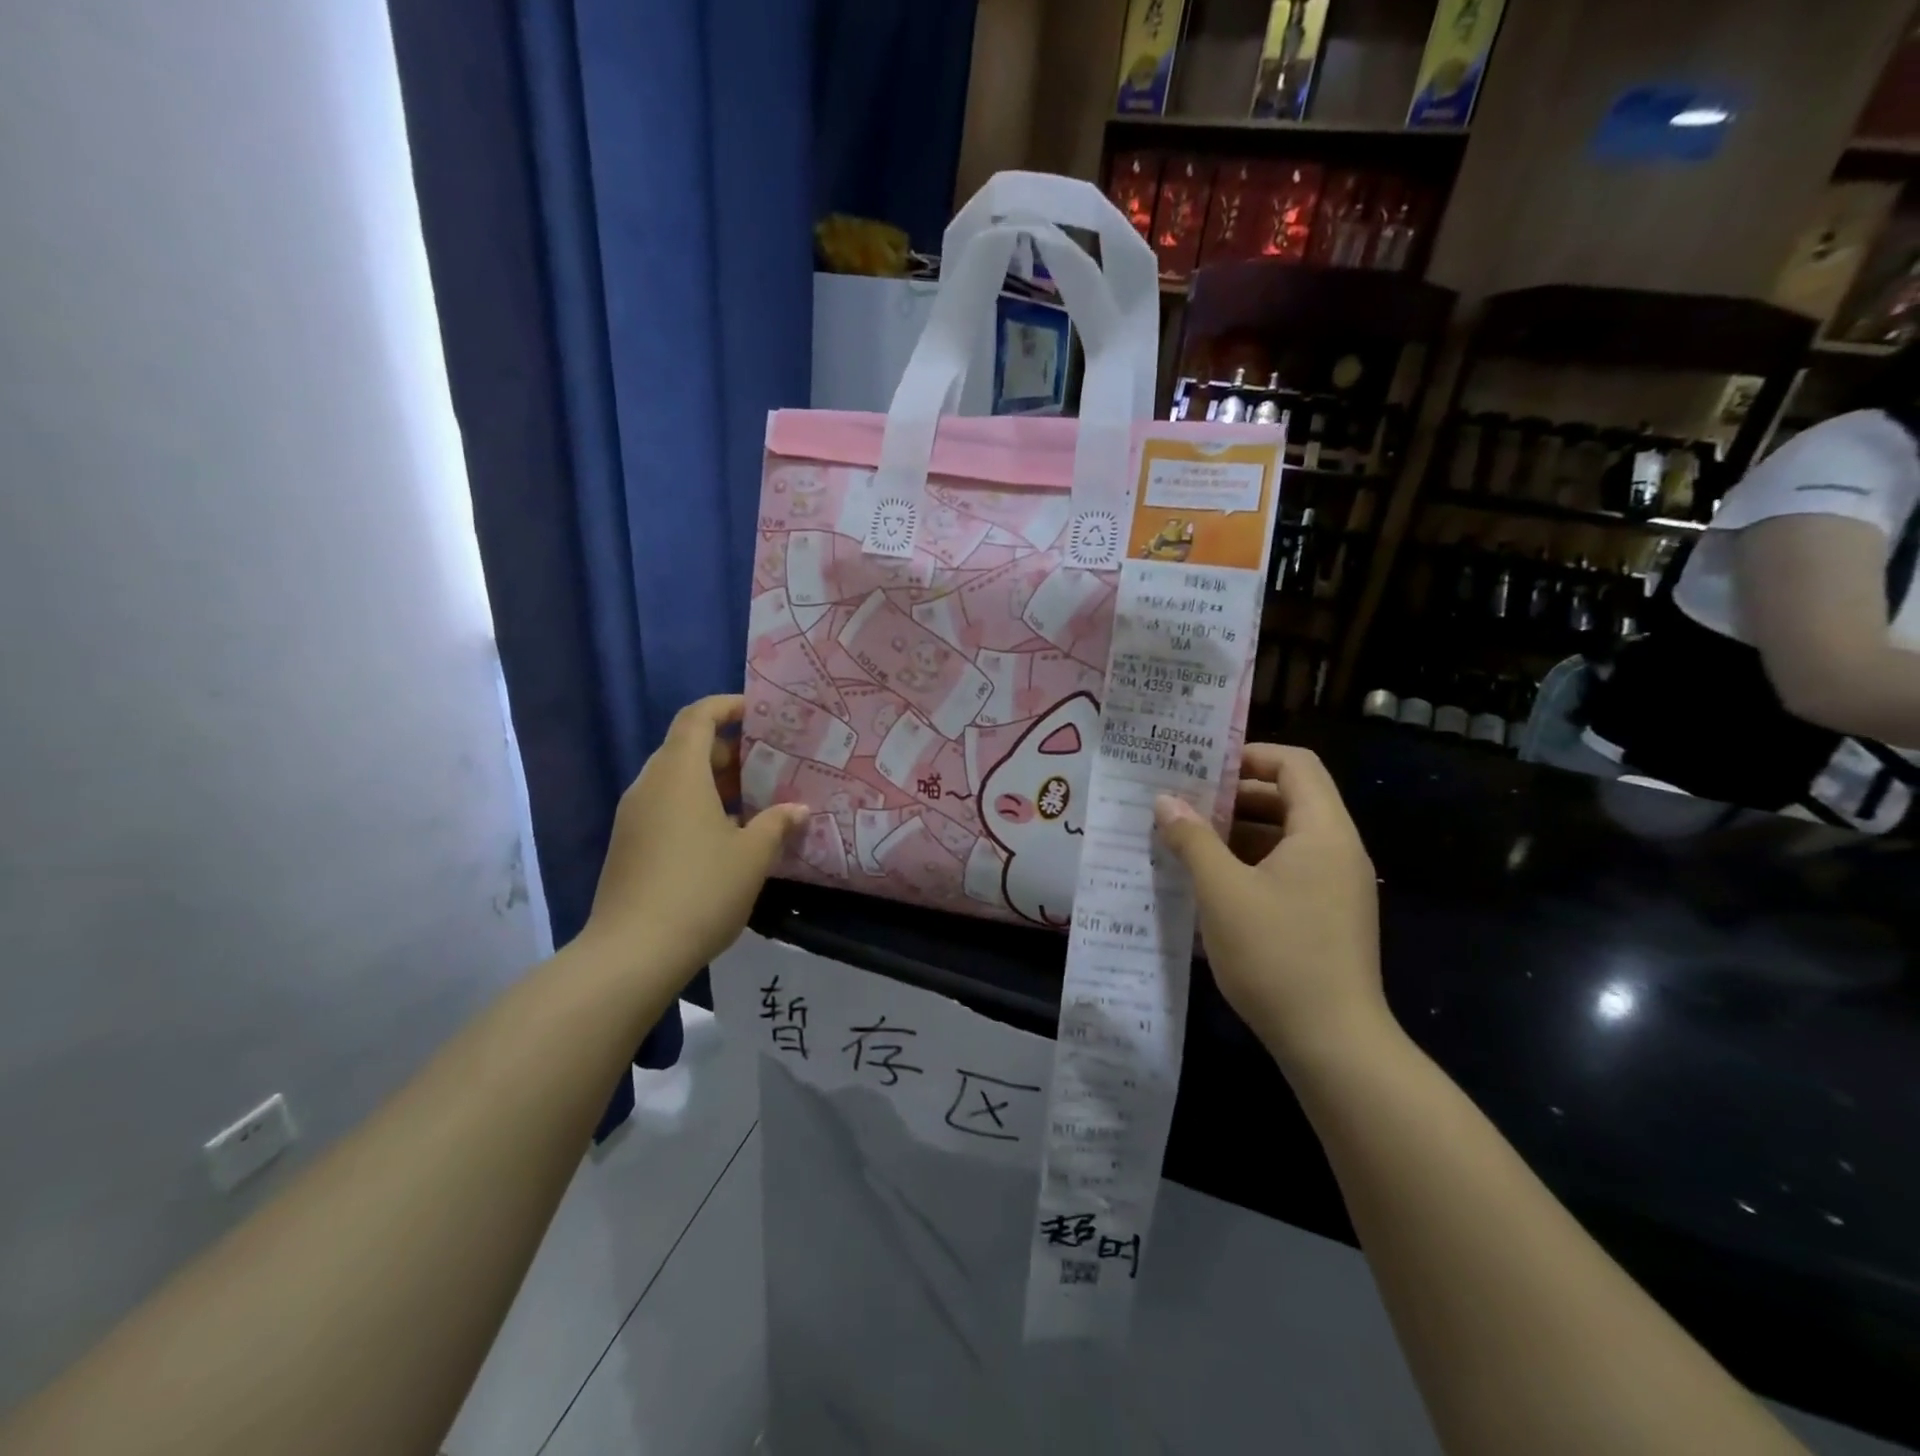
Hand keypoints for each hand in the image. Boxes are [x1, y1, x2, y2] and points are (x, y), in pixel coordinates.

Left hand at [582, 695, 807, 981]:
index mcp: (678, 773)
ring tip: (752, 802)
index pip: (697, 717)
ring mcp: (633, 816)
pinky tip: (724, 836)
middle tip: (767, 765)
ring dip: (712, 781)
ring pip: (675, 780)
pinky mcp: (627, 845)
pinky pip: (664, 807)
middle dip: (727, 749)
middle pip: (685, 747)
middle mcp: (649, 785)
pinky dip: (695, 806)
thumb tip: (798, 810)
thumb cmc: (700, 890)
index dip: (727, 706)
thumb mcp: (752, 856)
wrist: (632, 953)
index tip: (759, 714)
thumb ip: (777, 824)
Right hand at [1153, 744, 1390, 1069]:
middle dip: (1236, 797)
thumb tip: (1165, 801)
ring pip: (1286, 838)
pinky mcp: (1328, 916)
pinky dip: (1251, 864)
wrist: (1333, 1044)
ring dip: (1239, 833)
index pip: (1295, 765)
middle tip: (1185, 803)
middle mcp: (1338, 851)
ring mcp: (1337, 886)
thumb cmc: (1277, 955)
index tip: (1203, 768)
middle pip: (1290, 798)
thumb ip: (1192, 839)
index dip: (1250, 756)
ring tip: (1187, 841)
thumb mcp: (1222, 891)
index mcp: (1323, 832)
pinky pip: (1289, 870)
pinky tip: (1211, 884)